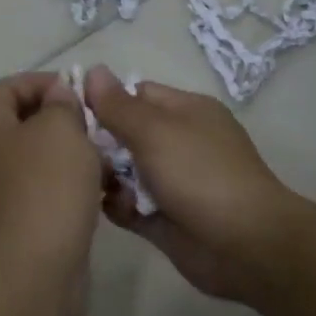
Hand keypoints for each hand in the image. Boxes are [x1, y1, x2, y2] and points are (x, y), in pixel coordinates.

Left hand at [0, 73, 101, 286]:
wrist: (34, 270)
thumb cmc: (47, 188)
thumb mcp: (61, 130)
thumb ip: (61, 104)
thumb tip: (58, 95)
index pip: (4, 88)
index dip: (38, 81)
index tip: (75, 89)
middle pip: (22, 123)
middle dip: (61, 119)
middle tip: (95, 123)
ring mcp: (4, 193)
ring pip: (40, 159)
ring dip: (72, 154)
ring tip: (106, 157)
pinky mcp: (24, 223)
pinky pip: (49, 191)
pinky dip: (73, 186)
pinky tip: (103, 192)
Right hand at [83, 66, 301, 301]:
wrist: (244, 244)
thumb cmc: (200, 174)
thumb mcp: (155, 131)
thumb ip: (118, 105)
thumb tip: (93, 71)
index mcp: (186, 111)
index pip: (137, 94)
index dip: (105, 100)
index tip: (72, 112)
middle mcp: (179, 142)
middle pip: (126, 133)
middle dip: (101, 142)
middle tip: (78, 153)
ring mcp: (172, 182)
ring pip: (124, 171)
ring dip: (107, 176)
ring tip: (96, 183)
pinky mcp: (162, 218)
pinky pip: (128, 205)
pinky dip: (118, 206)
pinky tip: (111, 208)